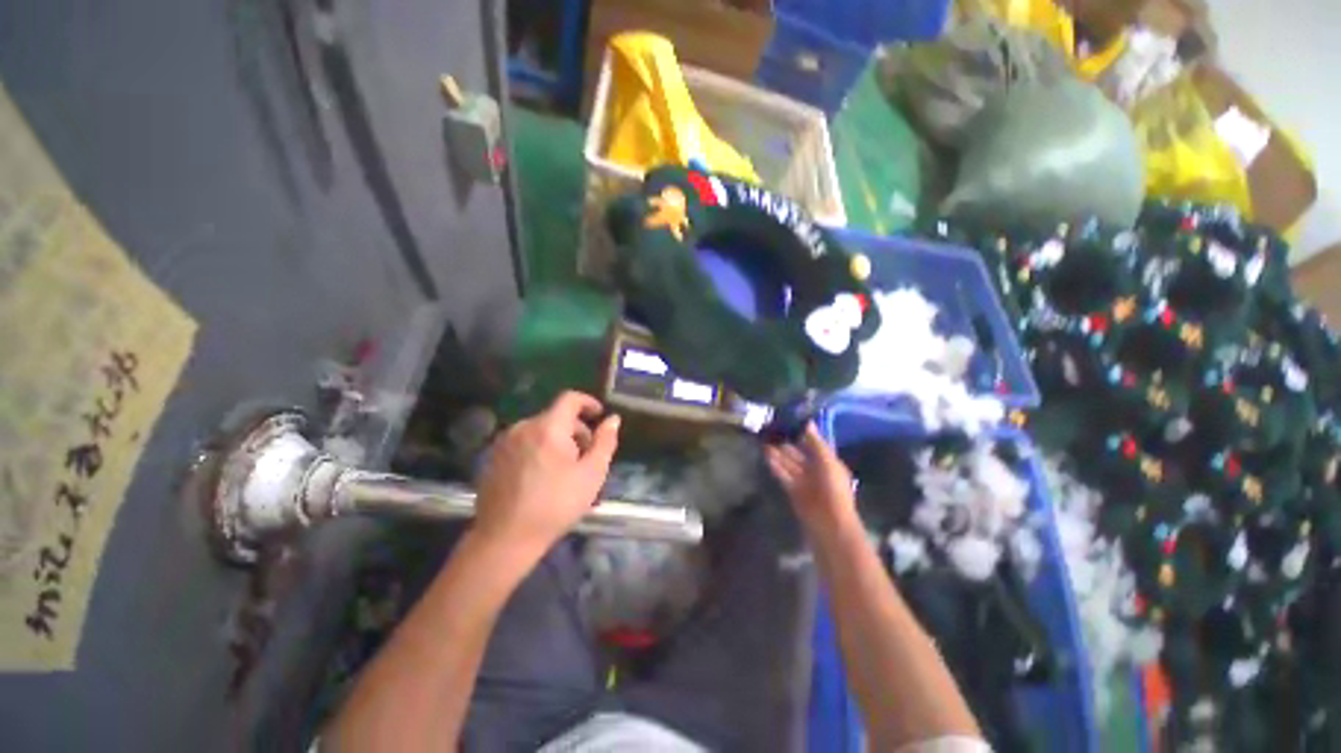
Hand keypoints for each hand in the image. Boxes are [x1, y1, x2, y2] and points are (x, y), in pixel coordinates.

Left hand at [472, 391, 619, 562]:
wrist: (505, 538)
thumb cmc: (556, 504)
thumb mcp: (592, 474)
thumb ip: (605, 442)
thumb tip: (613, 419)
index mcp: (548, 427)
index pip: (570, 399)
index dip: (588, 402)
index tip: (599, 415)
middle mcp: (523, 427)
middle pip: (555, 416)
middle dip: (575, 429)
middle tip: (586, 455)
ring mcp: (504, 442)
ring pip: (539, 430)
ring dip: (557, 440)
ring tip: (565, 469)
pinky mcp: (493, 458)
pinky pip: (523, 442)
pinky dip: (539, 449)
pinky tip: (542, 476)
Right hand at [765, 423, 859, 539]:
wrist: (829, 524)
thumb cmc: (833, 490)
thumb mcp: (828, 462)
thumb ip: (816, 443)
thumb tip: (808, 423)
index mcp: (828, 462)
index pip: (814, 445)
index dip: (802, 434)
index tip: (788, 422)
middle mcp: (816, 470)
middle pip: (799, 454)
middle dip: (787, 443)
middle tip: (771, 430)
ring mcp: (804, 481)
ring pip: (789, 464)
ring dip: (778, 454)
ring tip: (764, 441)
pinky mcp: (793, 491)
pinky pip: (783, 475)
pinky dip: (776, 466)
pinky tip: (766, 456)